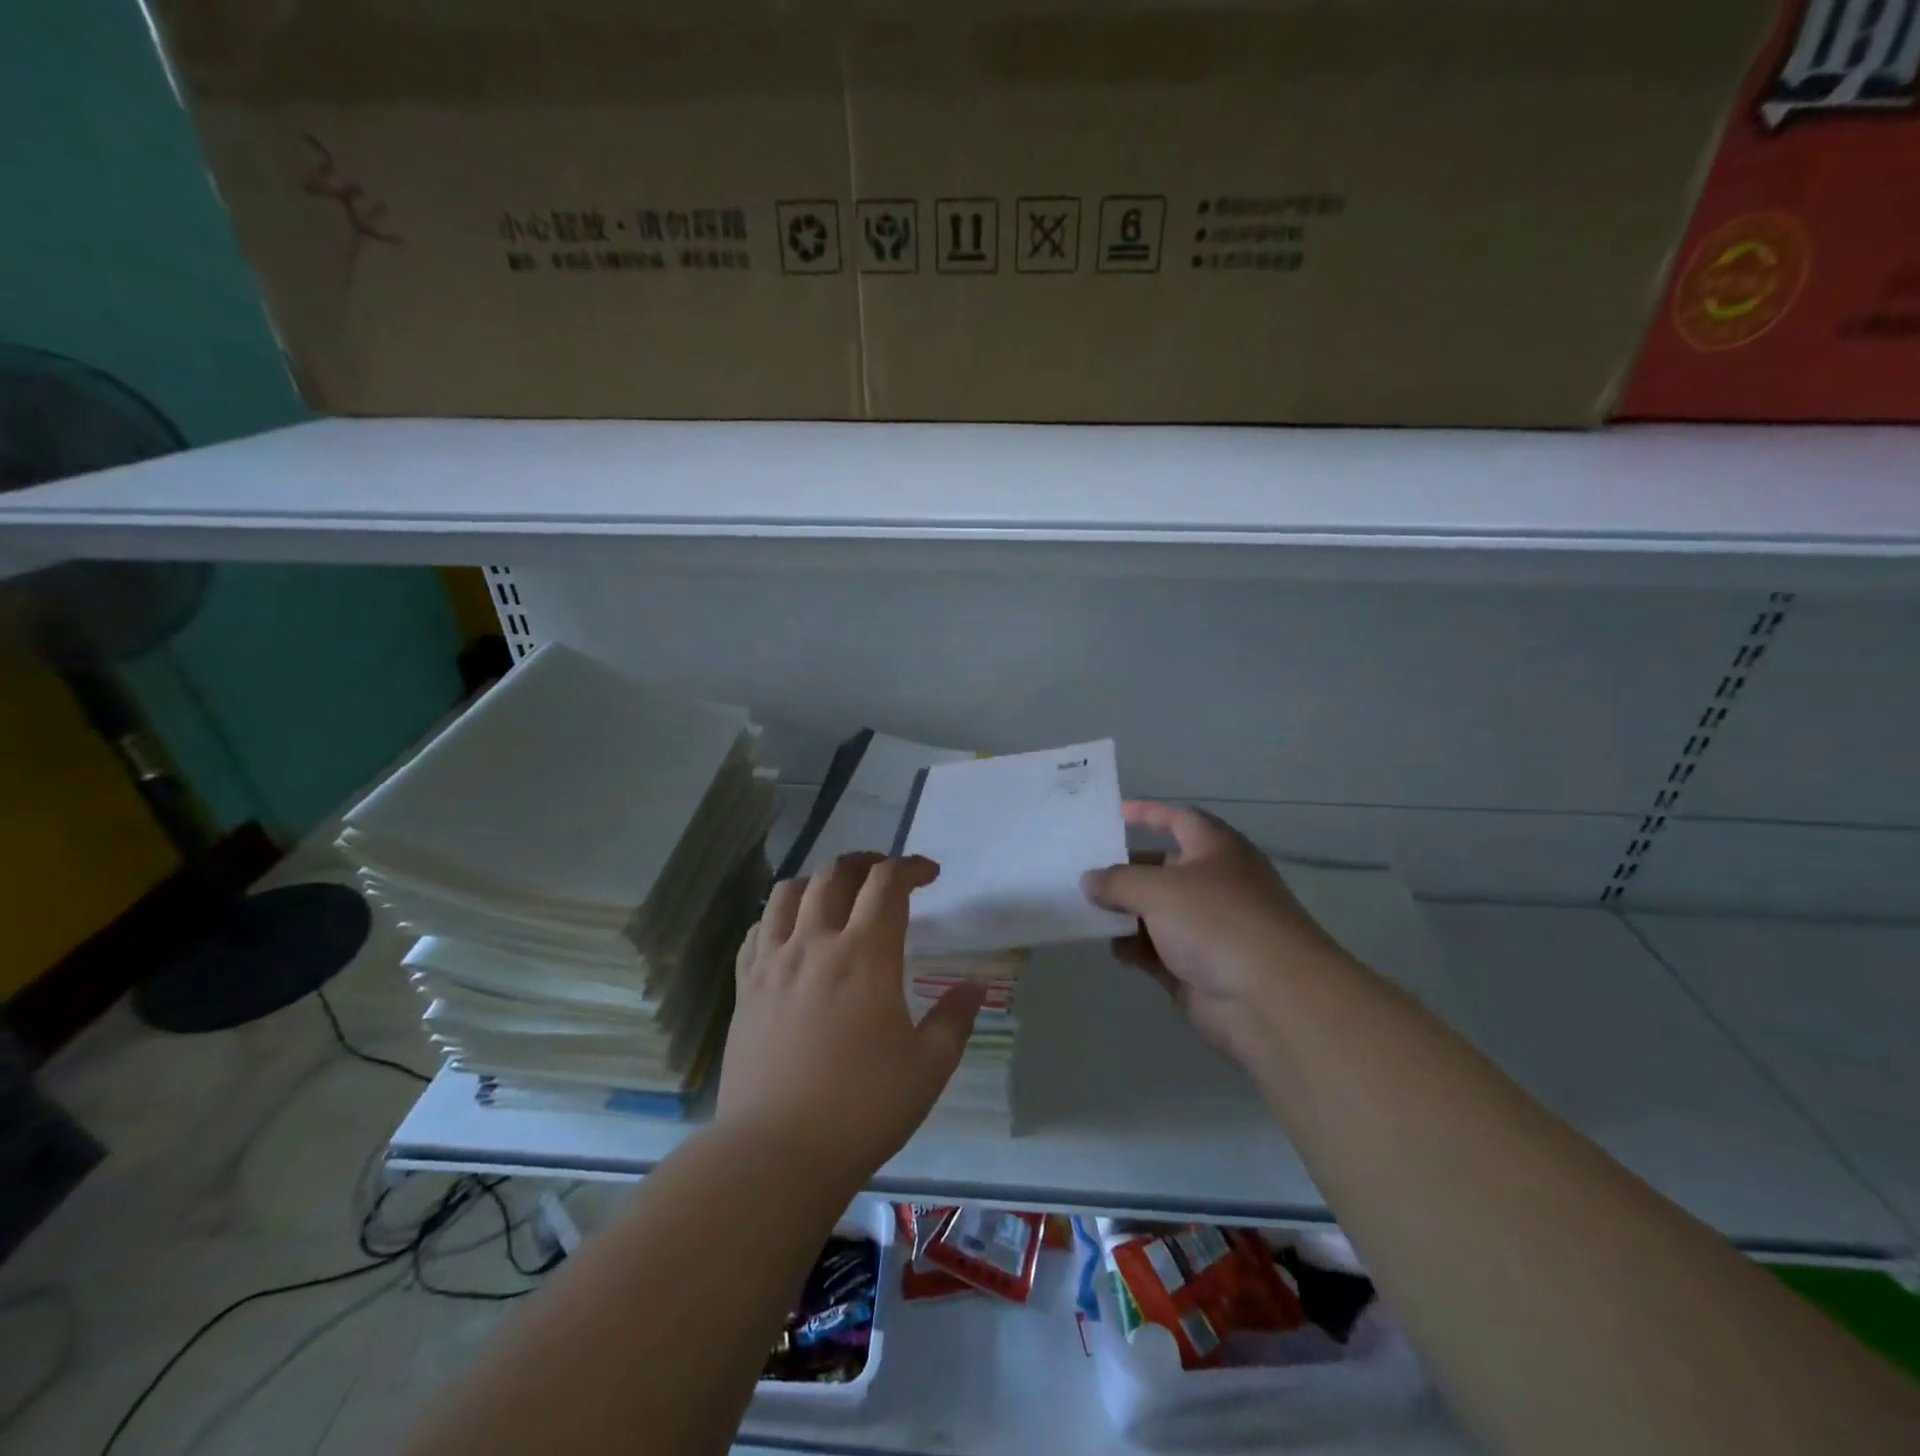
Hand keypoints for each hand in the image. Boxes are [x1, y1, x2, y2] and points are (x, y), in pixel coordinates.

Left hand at [720, 853, 984, 1183]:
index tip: (930, 874)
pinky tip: (792, 936)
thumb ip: (954, 1018)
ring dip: (819, 881)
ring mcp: (773, 963)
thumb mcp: (928, 1068)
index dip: (911, 867)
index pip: (887, 884)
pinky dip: (779, 917)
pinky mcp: (745, 987)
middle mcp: (815, 944)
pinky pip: (757, 930)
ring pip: (788, 892)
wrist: (775, 1153)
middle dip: (866, 862)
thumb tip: (974, 986)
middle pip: (835, 874)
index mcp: (864, 955)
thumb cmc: (862, 1109)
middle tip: (886, 876)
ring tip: (837, 896)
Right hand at [1082, 802, 1344, 1064]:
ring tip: (1086, 913)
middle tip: (1081, 873)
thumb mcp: (1159, 889)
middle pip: (1161, 868)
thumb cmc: (1218, 922)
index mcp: (1216, 850)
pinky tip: (1115, 950)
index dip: (1147, 814)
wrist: (1273, 1000)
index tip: (1112, 814)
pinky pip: (1158, 950)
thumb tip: (1089, 880)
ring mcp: (1207, 929)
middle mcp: (1214, 884)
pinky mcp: (1198, 968)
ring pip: (1155, 912)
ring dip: (1124, 913)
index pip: (1178, 819)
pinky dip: (1136, 948)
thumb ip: (1118, 881)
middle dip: (1124, 871)